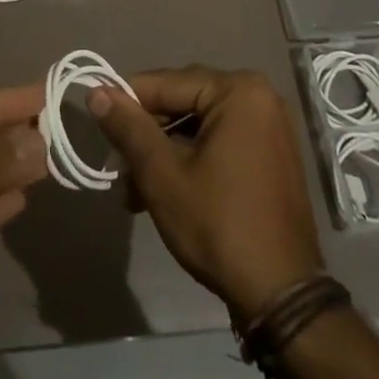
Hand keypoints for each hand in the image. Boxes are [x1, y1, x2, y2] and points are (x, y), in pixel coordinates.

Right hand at [89, 66, 323, 322]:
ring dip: (166, 153)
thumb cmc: (219, 225)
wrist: (282, 295)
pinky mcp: (272, 155)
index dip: (128, 102)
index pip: (167, 82)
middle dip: (148, 135)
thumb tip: (97, 91)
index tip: (98, 123)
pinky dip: (192, 160)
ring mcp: (269, 127)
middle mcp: (259, 97)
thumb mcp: (163, 175)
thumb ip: (129, 128)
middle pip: (185, 102)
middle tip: (119, 168)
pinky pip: (221, 141)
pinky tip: (166, 192)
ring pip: (200, 126)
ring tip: (135, 193)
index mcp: (238, 90)